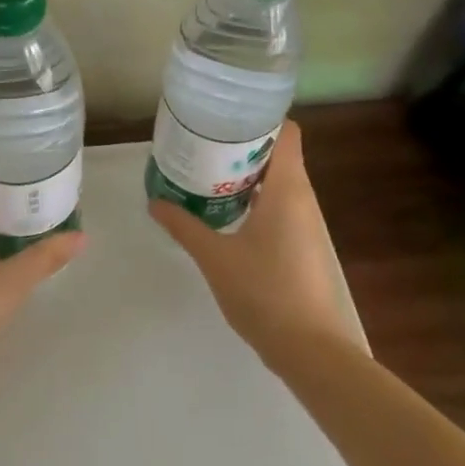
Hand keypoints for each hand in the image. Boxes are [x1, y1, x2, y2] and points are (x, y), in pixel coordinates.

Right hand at [148, 121, 366, 372]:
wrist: (310, 349)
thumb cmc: (264, 292)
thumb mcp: (215, 257)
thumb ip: (184, 226)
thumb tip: (154, 202)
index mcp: (288, 189)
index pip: (285, 131)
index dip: (259, 117)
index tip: (223, 116)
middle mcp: (302, 198)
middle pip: (277, 154)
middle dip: (241, 145)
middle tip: (202, 143)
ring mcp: (305, 224)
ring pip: (278, 182)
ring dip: (246, 174)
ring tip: (206, 172)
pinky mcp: (301, 245)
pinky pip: (279, 206)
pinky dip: (254, 199)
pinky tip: (224, 212)